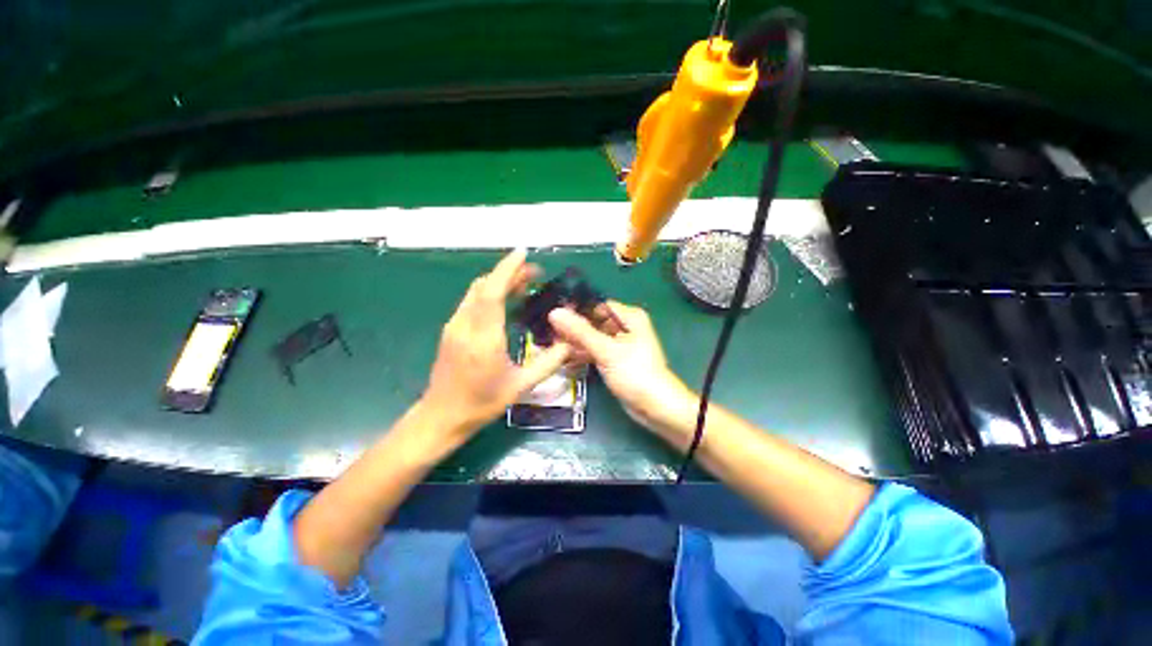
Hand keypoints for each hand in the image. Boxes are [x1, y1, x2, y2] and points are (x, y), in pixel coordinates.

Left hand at [422, 249, 571, 437]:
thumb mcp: (521, 386)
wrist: (442, 415)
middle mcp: (465, 325)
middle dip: (509, 272)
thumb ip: (548, 363)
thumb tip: (570, 344)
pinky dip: (490, 294)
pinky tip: (506, 301)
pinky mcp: (452, 330)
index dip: (508, 269)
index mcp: (483, 337)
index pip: (493, 292)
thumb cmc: (482, 403)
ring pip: (476, 292)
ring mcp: (455, 326)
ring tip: (524, 284)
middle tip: (535, 273)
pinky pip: (472, 302)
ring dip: (499, 282)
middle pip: (485, 286)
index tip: (523, 253)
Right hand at [549, 302, 694, 435]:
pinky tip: (566, 362)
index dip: (576, 310)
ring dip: (575, 344)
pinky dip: (583, 356)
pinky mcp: (614, 360)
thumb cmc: (635, 373)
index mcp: (629, 317)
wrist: (654, 407)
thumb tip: (555, 312)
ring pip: (592, 339)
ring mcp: (619, 345)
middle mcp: (624, 327)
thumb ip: (580, 331)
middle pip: (593, 323)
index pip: (596, 306)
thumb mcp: (606, 350)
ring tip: (554, 350)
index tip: (553, 317)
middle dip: (573, 330)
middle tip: (550, 336)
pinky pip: (595, 352)